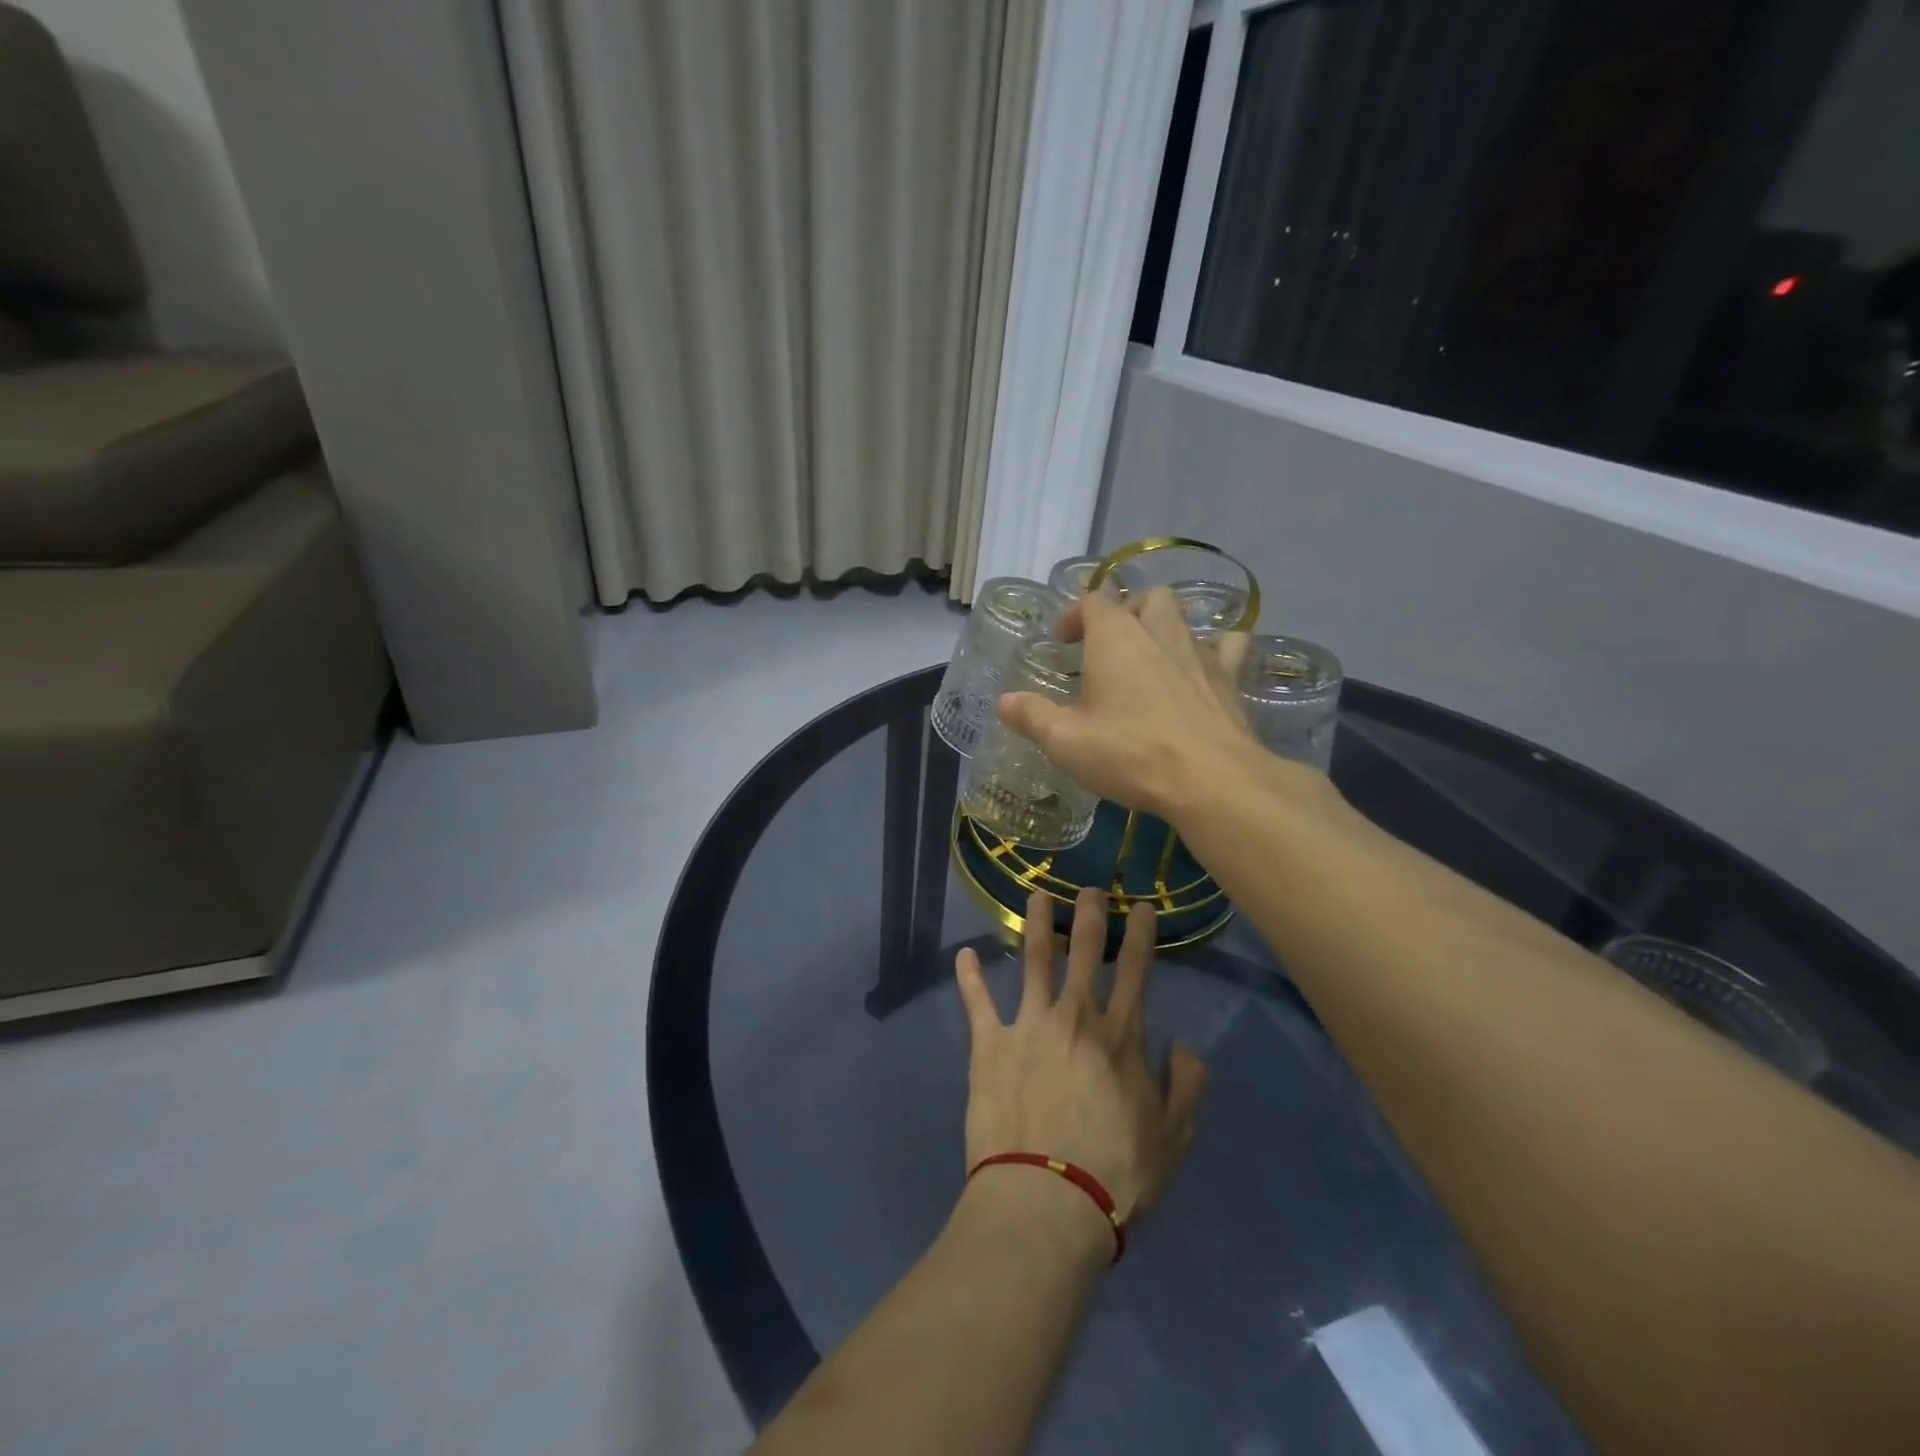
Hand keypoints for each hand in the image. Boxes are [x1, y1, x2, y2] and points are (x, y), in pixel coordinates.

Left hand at [955, 888, 1208, 1227]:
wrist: (1046, 1201)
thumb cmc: (1116, 1174)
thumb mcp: (1175, 1137)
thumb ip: (1187, 1084)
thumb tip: (1182, 1044)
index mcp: (1120, 1036)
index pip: (1136, 971)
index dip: (1141, 934)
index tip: (1142, 907)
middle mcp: (1075, 1017)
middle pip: (1084, 952)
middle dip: (1090, 914)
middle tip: (1089, 888)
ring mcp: (1028, 1025)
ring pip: (1033, 960)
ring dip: (1036, 924)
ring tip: (1036, 896)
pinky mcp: (989, 1044)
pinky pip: (977, 1002)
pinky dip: (969, 977)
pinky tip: (965, 955)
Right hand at [997, 587, 1268, 823]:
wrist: (1212, 779)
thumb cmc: (1130, 753)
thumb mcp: (1066, 742)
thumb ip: (1032, 716)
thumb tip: (1004, 702)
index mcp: (1115, 638)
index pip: (1093, 601)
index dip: (1074, 615)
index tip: (1062, 643)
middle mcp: (1159, 633)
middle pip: (1145, 598)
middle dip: (1125, 611)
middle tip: (1109, 645)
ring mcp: (1200, 652)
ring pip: (1183, 617)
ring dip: (1164, 626)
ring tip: (1150, 655)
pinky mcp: (1230, 678)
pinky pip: (1227, 646)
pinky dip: (1215, 648)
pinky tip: (1205, 668)